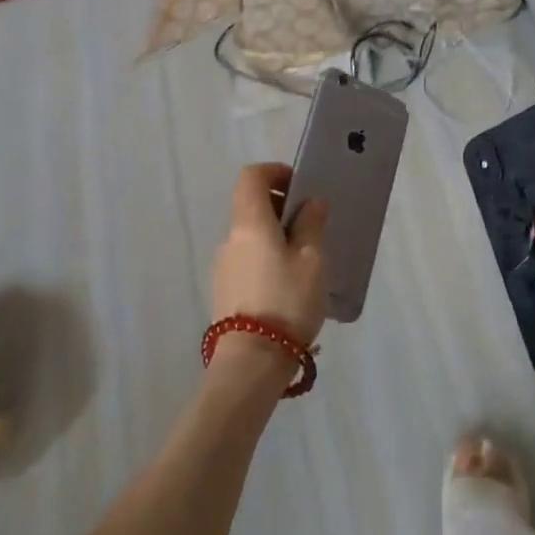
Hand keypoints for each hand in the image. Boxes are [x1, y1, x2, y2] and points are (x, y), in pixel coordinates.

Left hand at [212, 163, 328, 358]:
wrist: (251, 362)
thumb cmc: (286, 301)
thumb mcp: (311, 261)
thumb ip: (311, 225)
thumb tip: (311, 202)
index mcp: (249, 223)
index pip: (251, 177)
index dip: (275, 172)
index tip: (300, 186)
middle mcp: (230, 238)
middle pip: (250, 206)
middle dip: (281, 207)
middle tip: (311, 226)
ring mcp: (223, 266)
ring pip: (250, 236)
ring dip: (275, 236)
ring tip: (305, 262)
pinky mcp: (224, 291)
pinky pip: (248, 260)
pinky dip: (267, 258)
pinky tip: (289, 286)